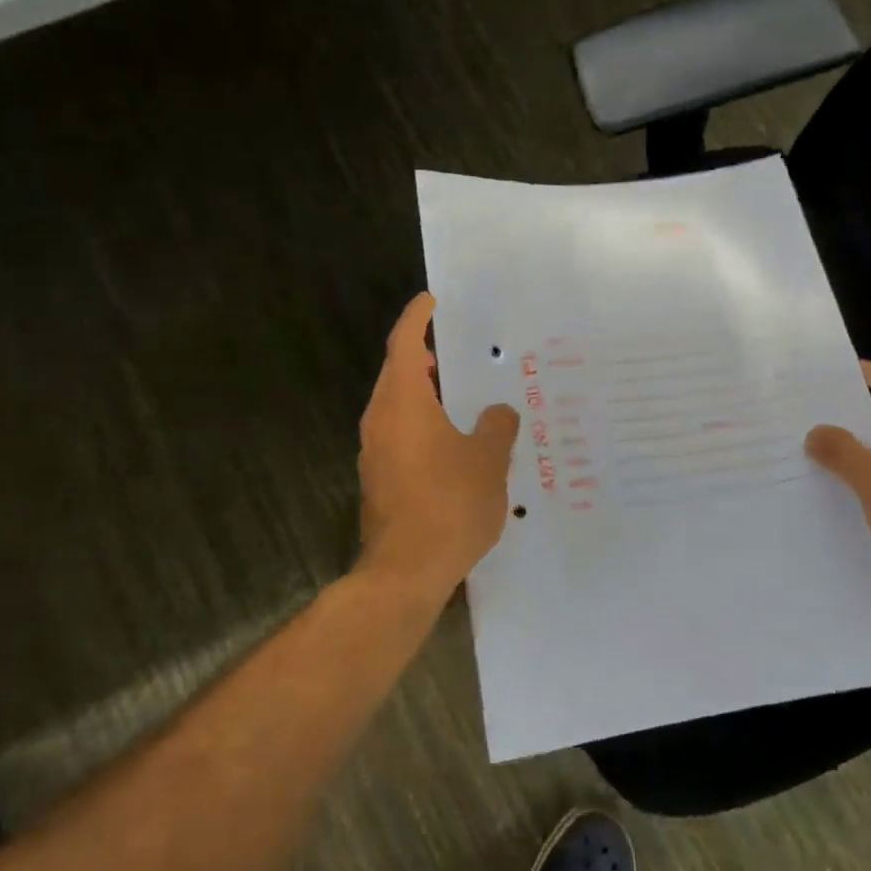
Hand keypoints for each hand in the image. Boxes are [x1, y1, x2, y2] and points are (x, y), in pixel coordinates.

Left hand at [357, 293, 520, 604]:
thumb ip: (496, 426)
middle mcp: (380, 419)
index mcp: (403, 401)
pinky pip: (398, 434)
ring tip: (455, 394)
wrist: (406, 570)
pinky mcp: (377, 478)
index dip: (417, 317)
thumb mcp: (488, 460)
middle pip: (396, 373)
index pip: (404, 343)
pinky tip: (449, 443)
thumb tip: (497, 413)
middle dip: (420, 356)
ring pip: (395, 406)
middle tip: (451, 350)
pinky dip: (419, 423)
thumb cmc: (450, 504)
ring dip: (420, 393)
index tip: (430, 300)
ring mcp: (373, 451)